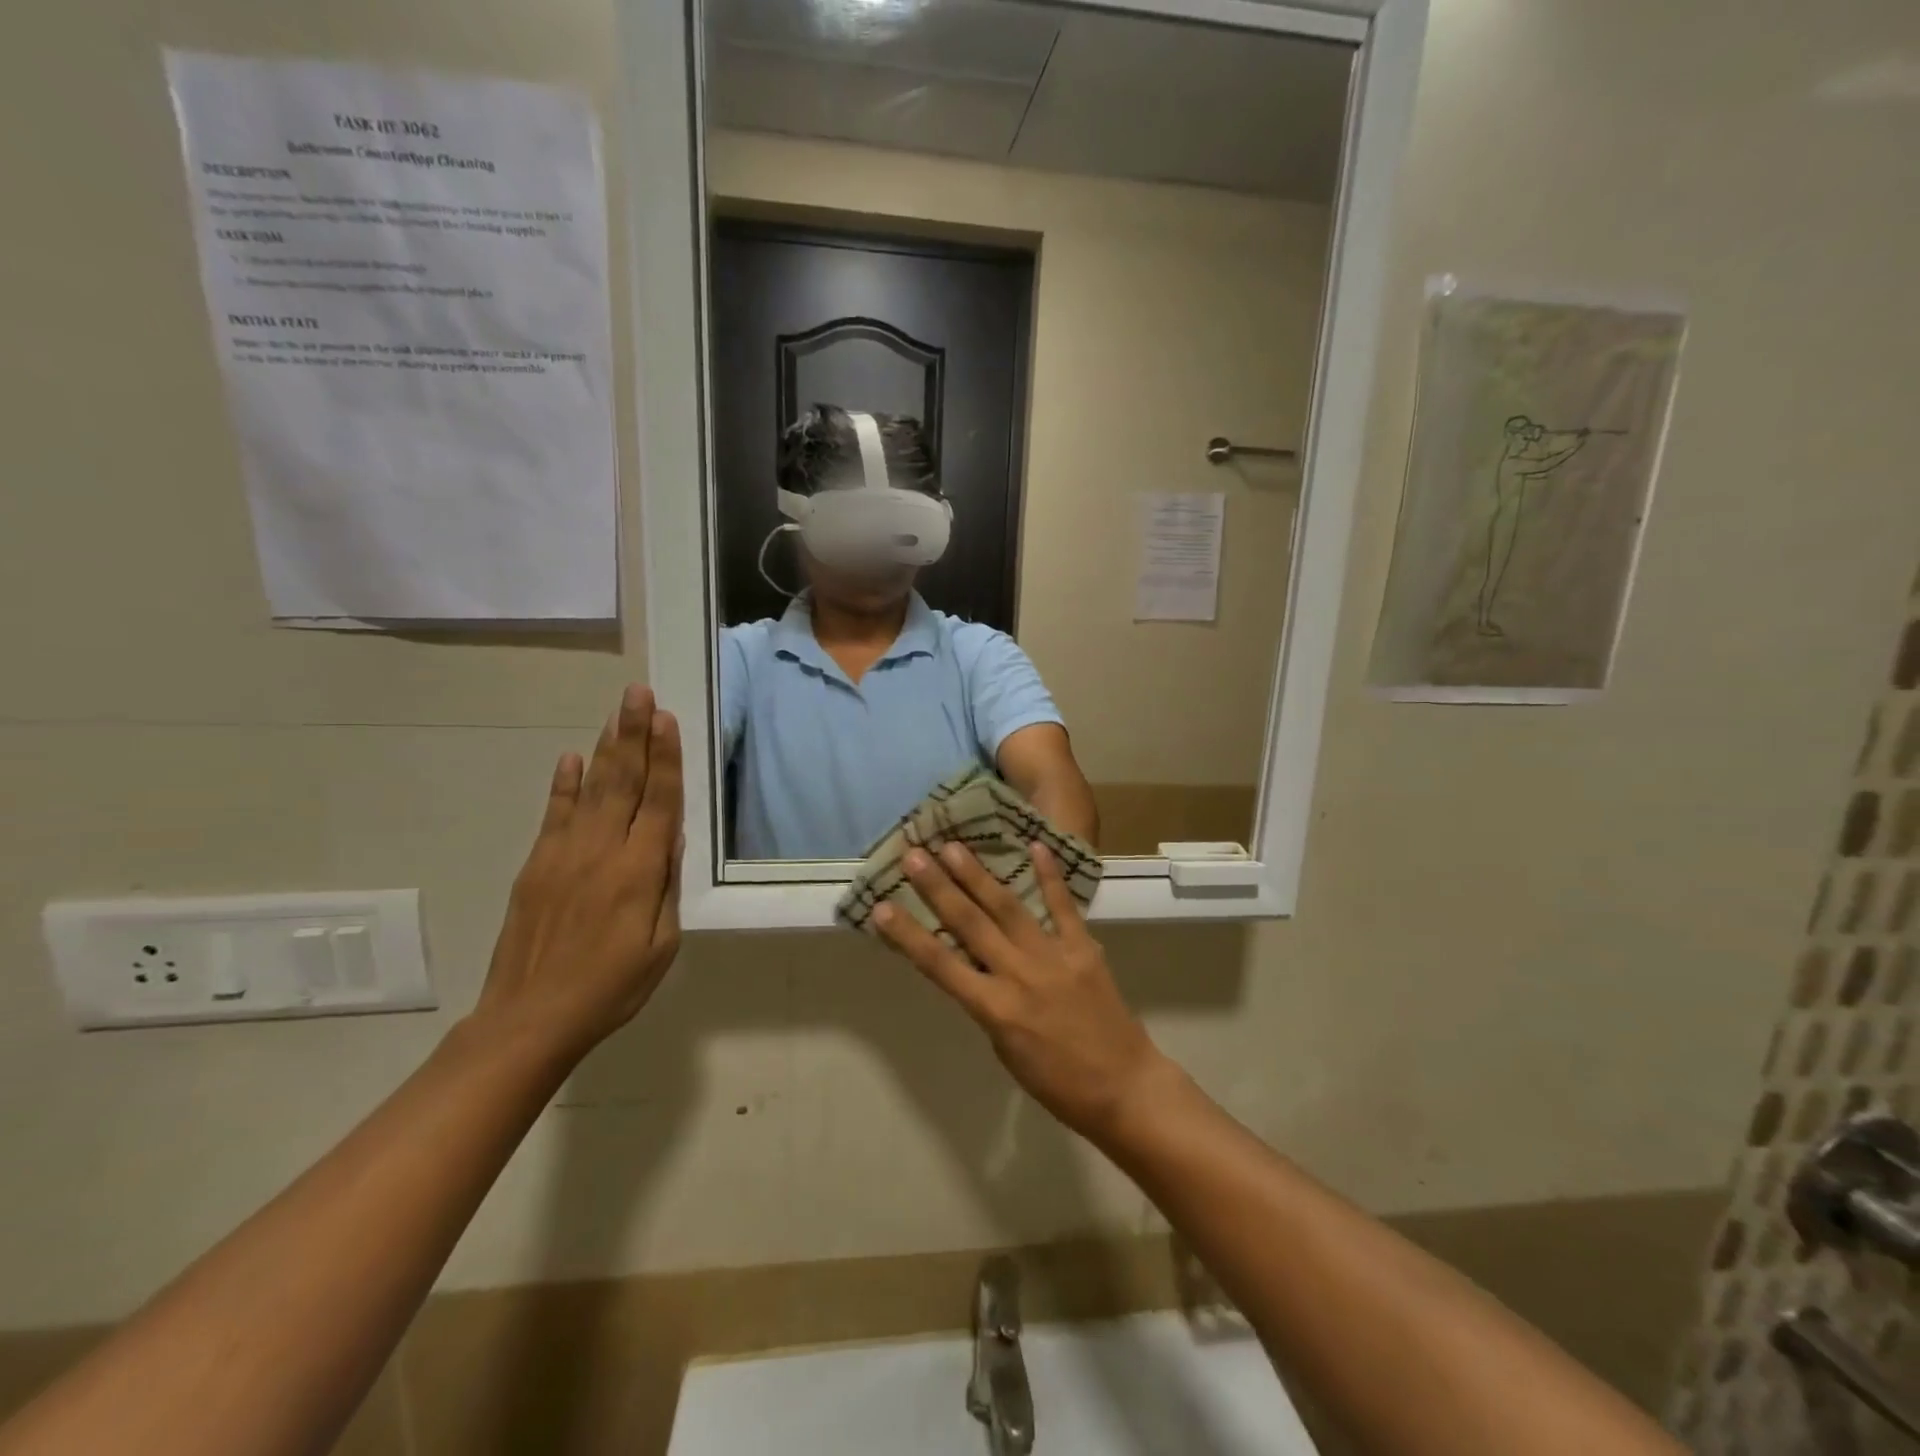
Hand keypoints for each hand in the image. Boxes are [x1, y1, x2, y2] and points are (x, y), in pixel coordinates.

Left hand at [472, 685, 683, 1063]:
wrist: (530, 1018)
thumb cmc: (612, 987)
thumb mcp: (662, 945)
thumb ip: (667, 887)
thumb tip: (670, 837)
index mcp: (640, 872)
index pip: (659, 802)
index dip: (665, 759)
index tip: (667, 720)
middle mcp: (602, 851)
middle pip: (624, 782)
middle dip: (635, 734)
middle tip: (639, 693)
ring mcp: (563, 854)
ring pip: (591, 789)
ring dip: (606, 747)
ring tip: (617, 712)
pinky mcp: (536, 865)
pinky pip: (553, 815)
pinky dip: (563, 784)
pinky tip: (571, 758)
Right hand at [874, 841, 1172, 1142]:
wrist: (1124, 1087)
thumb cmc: (1058, 1083)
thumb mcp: (1006, 1050)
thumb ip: (988, 1004)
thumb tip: (973, 966)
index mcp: (994, 1009)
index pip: (940, 965)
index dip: (908, 935)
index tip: (882, 908)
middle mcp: (1018, 975)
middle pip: (970, 925)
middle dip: (938, 888)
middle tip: (914, 854)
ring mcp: (1053, 957)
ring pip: (1008, 908)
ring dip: (978, 875)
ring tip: (953, 846)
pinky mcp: (1083, 948)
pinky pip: (1063, 907)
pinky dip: (1049, 876)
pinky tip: (1035, 846)